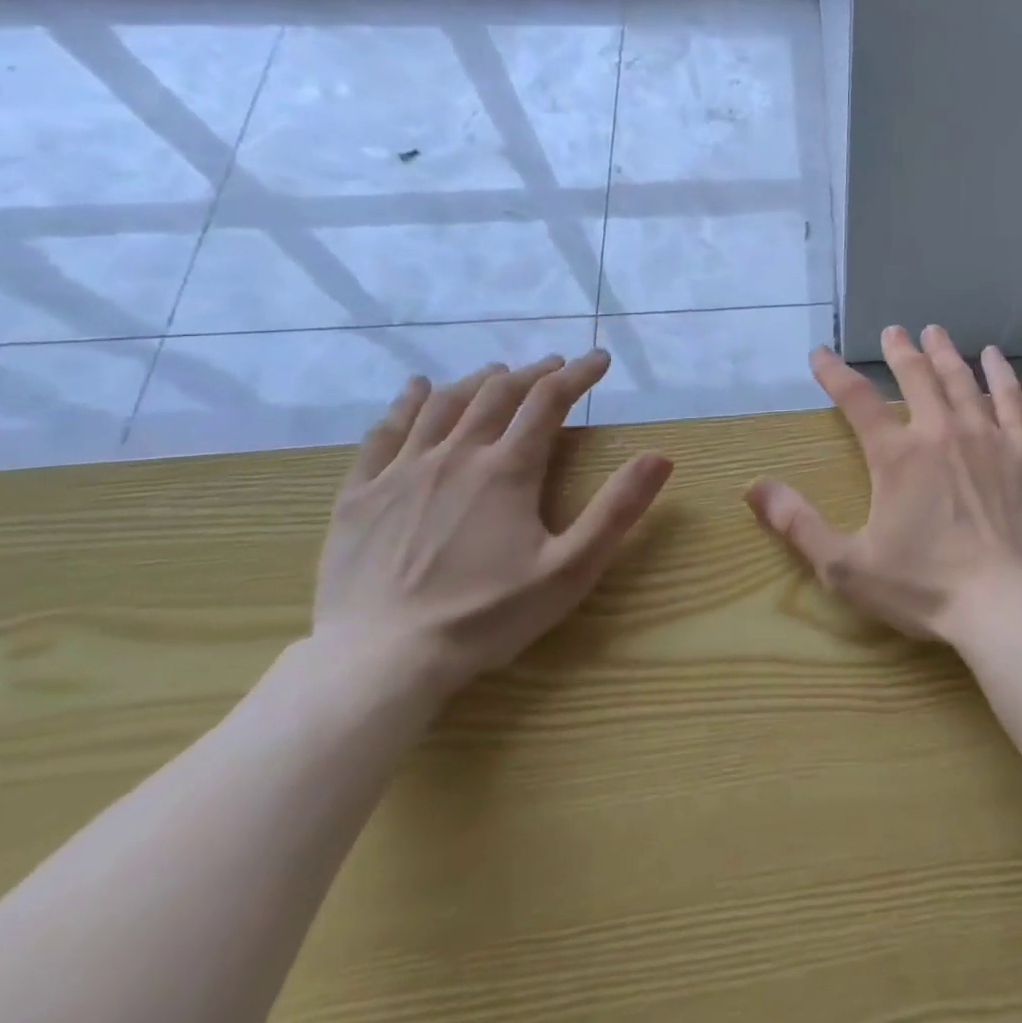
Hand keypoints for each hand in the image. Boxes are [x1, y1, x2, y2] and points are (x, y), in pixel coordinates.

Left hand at [313, 351, 672, 703]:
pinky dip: (405, 404)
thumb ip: (618, 509)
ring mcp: (401, 472)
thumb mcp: (570, 569)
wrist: (378, 663)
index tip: (600, 359)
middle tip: (555, 366)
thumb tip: (661, 456)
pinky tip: (416, 389)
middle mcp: (456, 455)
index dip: (579, 374)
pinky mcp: (360, 495)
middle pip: (498, 394)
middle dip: (533, 373)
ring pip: (443, 405)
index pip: (549, 401)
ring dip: (477, 381)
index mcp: (507, 469)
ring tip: (498, 372)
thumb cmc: (485, 617)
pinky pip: (382, 433)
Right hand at [746, 324, 1021, 644]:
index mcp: (896, 456)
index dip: (834, 373)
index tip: (820, 353)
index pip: (856, 400)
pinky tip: (994, 356)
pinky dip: (1001, 374)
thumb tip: (754, 487)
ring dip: (944, 353)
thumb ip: (798, 524)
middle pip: (916, 377)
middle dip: (900, 351)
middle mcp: (939, 432)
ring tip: (934, 331)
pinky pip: (1012, 400)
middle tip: (893, 330)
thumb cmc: (925, 587)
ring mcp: (986, 437)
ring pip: (960, 380)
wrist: (1006, 602)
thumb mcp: (846, 566)